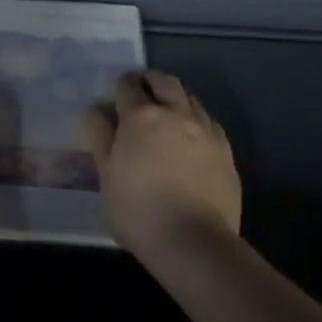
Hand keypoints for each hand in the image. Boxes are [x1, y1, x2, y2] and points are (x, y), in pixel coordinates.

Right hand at [82, 70, 241, 256]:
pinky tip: (193, 137)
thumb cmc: (137, 211)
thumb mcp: (106, 177)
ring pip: (191, 98)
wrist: (193, 241)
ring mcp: (205, 130)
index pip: (128, 86)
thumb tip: (96, 111)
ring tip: (168, 113)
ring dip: (176, 98)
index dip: (120, 85)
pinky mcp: (226, 150)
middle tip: (142, 91)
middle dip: (151, 81)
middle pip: (164, 82)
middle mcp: (176, 114)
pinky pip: (210, 123)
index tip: (116, 93)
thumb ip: (101, 139)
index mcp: (140, 118)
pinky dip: (197, 121)